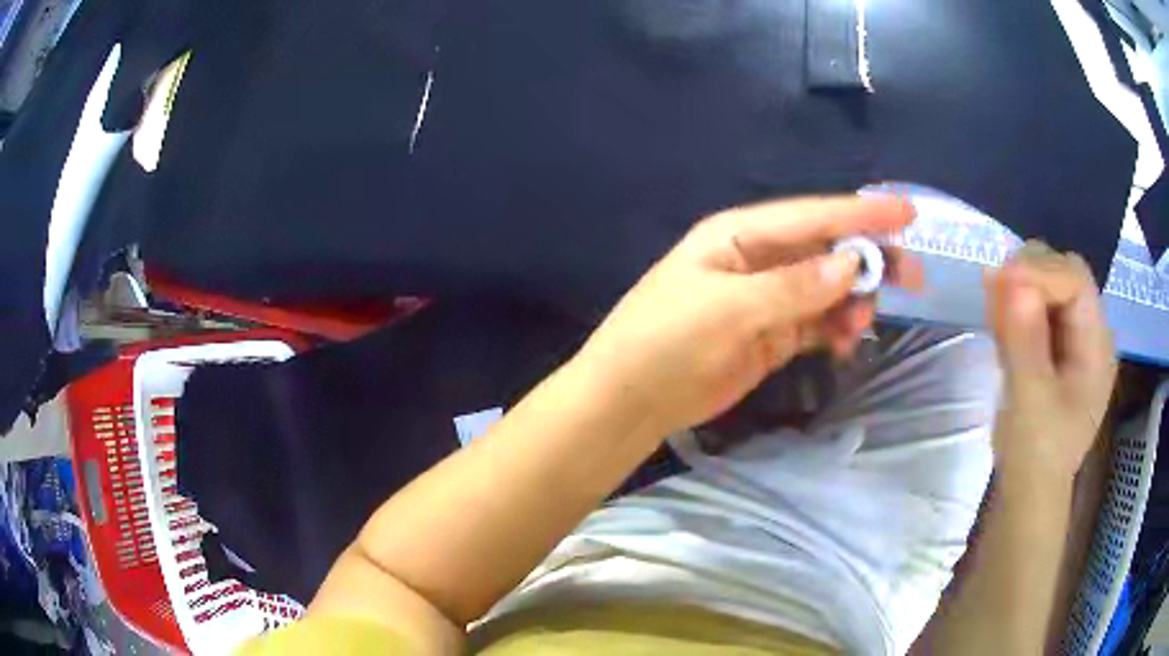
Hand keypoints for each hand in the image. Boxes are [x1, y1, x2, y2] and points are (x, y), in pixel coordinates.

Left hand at [572, 195, 920, 435]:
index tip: (909, 213)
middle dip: (868, 258)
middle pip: (826, 250)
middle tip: (912, 275)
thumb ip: (794, 286)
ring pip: (826, 289)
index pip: (812, 215)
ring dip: (852, 301)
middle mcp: (758, 259)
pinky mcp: (770, 335)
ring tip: (862, 323)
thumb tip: (851, 264)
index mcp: (740, 234)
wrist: (631, 399)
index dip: (862, 213)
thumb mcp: (729, 308)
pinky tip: (845, 341)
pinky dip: (835, 329)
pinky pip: (815, 323)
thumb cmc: (667, 341)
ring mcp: (766, 299)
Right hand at [986, 242, 1116, 483]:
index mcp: (1097, 346)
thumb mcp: (1030, 403)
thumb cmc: (1036, 456)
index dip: (1040, 273)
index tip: (999, 281)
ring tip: (993, 310)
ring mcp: (1073, 339)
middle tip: (994, 292)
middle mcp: (1090, 333)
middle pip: (1064, 274)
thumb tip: (1011, 280)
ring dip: (1019, 288)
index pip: (1075, 281)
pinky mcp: (1055, 347)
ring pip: (1049, 286)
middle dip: (1029, 275)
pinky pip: (1037, 308)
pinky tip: (998, 321)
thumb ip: (1025, 342)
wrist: (1029, 492)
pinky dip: (1016, 306)